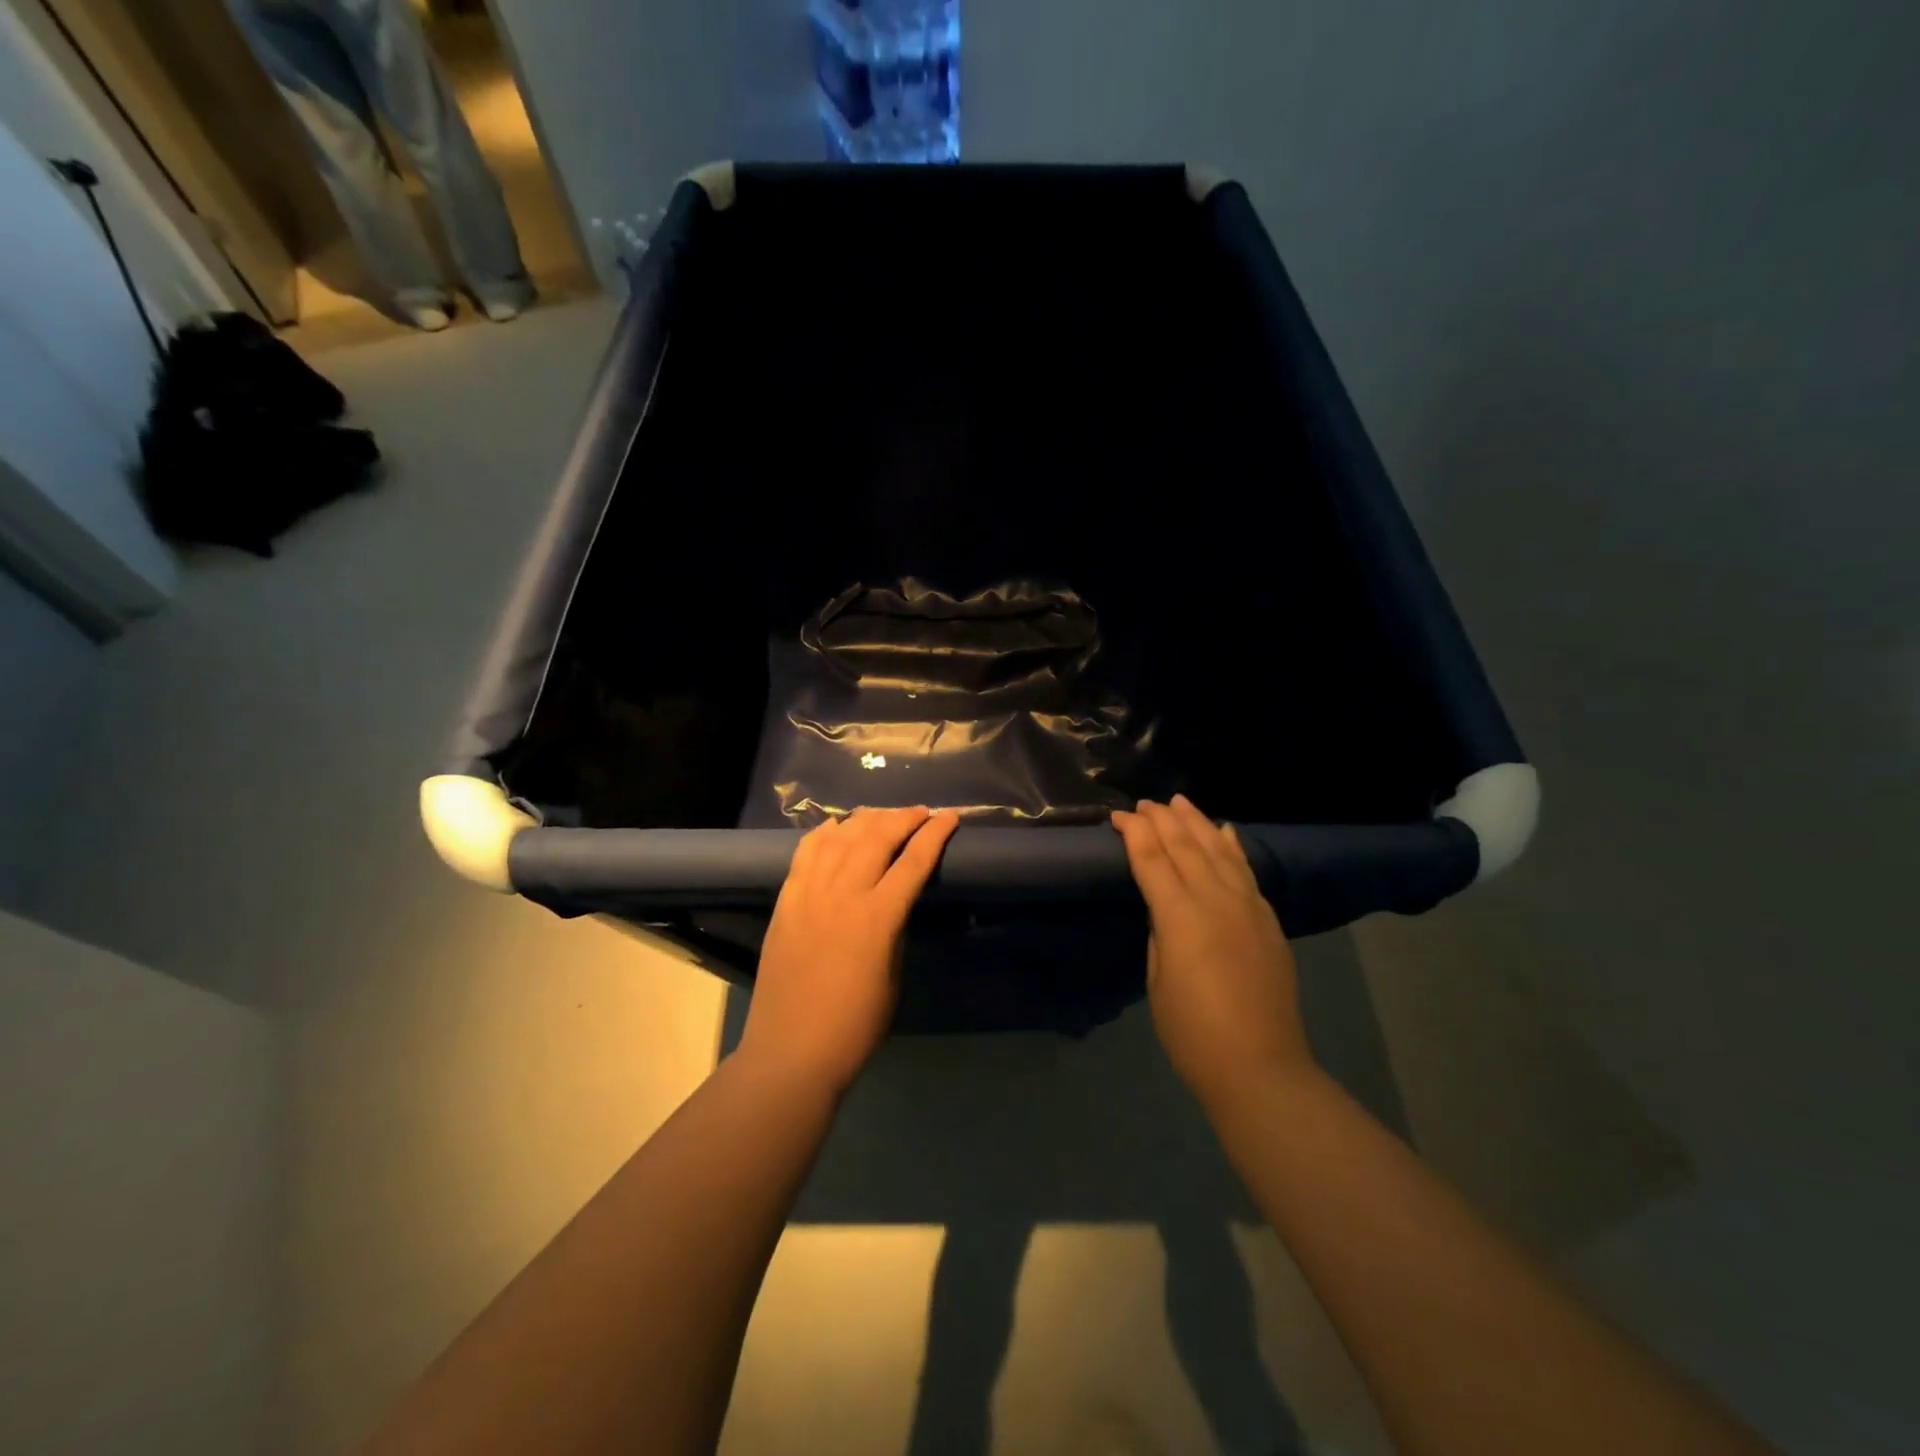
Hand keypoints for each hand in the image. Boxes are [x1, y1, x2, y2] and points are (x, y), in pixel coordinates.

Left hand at [740, 806, 959, 1093]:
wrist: (791, 1051)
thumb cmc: (855, 1025)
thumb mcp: (892, 976)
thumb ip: (894, 929)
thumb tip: (895, 900)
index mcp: (878, 917)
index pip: (913, 861)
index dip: (935, 834)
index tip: (950, 816)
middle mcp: (843, 894)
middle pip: (876, 838)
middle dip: (903, 818)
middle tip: (920, 812)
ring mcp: (809, 894)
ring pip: (840, 838)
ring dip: (865, 820)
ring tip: (882, 815)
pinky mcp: (785, 902)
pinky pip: (805, 854)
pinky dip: (823, 834)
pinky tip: (835, 826)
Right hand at [1112, 796, 1312, 1105]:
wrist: (1260, 1066)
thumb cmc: (1192, 1032)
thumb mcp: (1157, 979)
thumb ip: (1161, 932)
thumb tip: (1167, 908)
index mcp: (1181, 916)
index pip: (1152, 859)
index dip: (1134, 833)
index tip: (1118, 816)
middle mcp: (1216, 899)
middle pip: (1185, 845)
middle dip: (1162, 819)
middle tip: (1143, 803)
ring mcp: (1248, 906)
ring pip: (1218, 849)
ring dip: (1196, 822)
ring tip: (1179, 801)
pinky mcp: (1268, 919)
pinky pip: (1246, 870)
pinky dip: (1232, 846)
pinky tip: (1223, 830)